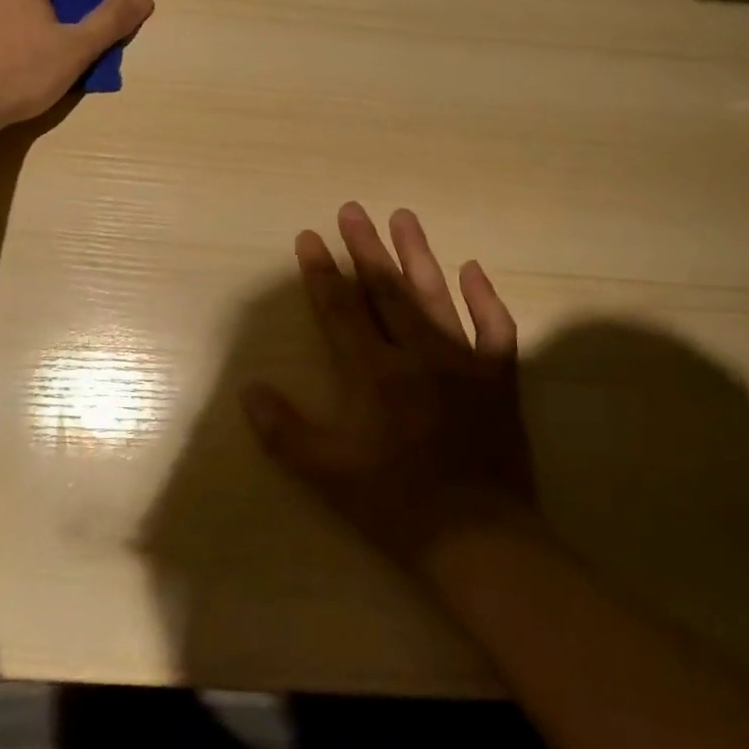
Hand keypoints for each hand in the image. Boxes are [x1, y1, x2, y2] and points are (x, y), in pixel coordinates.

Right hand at [242, 202, 540, 569]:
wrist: (479, 539)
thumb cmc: (397, 504)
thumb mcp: (328, 475)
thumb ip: (286, 431)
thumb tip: (250, 390)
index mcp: (375, 373)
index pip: (341, 310)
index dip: (321, 272)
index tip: (308, 237)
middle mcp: (419, 355)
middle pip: (386, 290)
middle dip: (364, 248)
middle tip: (352, 210)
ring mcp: (464, 362)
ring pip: (436, 297)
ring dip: (417, 255)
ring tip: (402, 217)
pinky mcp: (499, 378)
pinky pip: (495, 328)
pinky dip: (484, 298)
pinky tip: (473, 269)